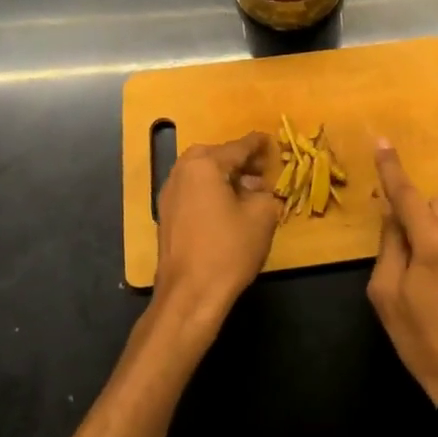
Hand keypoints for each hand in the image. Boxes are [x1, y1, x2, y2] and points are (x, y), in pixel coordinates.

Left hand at [153, 132, 283, 323]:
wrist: (190, 295)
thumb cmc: (228, 250)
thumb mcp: (262, 216)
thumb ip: (265, 193)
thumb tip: (258, 189)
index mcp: (204, 164)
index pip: (238, 147)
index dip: (258, 145)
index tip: (271, 141)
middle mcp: (181, 172)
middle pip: (216, 157)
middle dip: (240, 161)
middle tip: (262, 170)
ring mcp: (169, 194)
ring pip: (202, 174)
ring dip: (225, 177)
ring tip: (249, 191)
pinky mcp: (167, 216)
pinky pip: (193, 191)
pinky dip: (211, 191)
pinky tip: (228, 208)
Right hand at [366, 141, 437, 404]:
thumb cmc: (422, 340)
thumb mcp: (387, 296)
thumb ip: (389, 246)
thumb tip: (393, 215)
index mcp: (434, 243)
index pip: (407, 195)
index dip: (392, 169)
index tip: (382, 142)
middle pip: (437, 203)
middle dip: (420, 214)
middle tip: (408, 249)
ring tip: (434, 272)